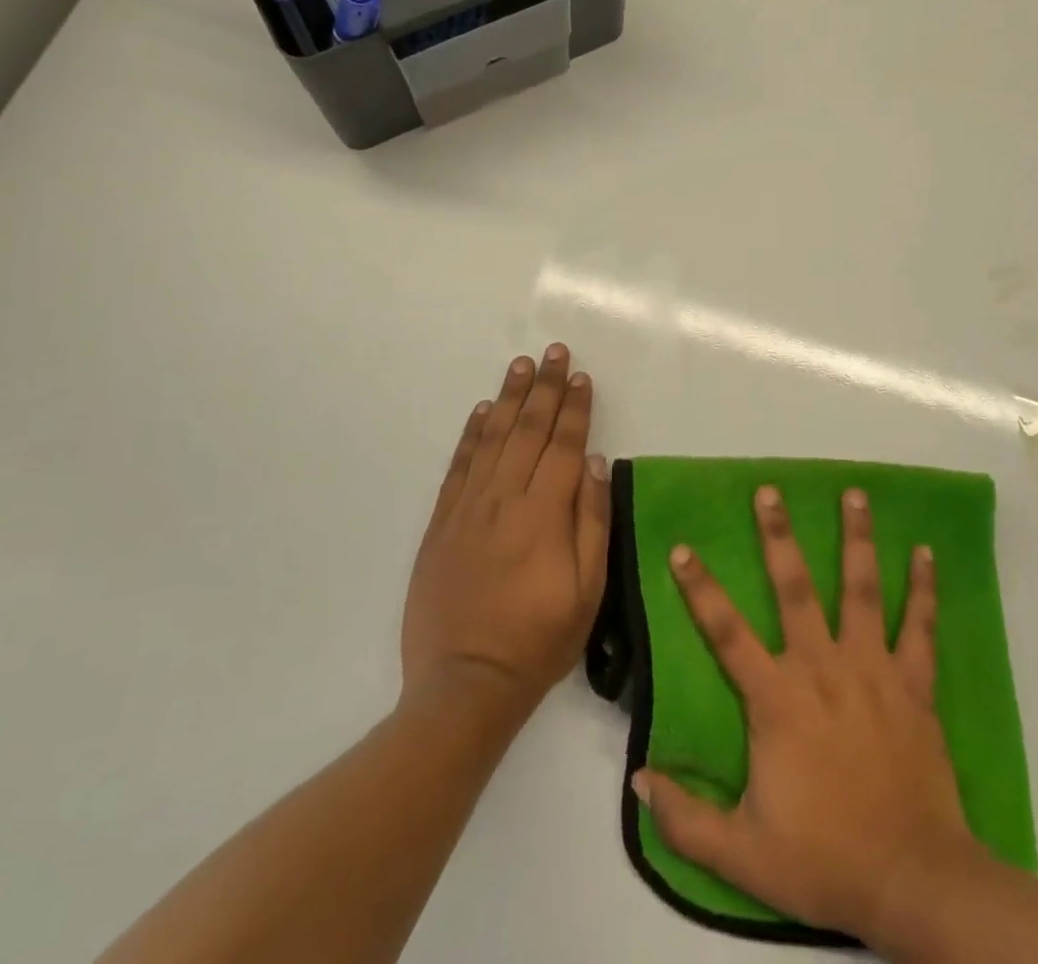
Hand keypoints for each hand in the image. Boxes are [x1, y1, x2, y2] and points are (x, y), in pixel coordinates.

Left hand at [400, 345, 611, 721]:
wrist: (465, 685)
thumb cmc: (538, 641)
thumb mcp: (588, 591)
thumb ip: (592, 521)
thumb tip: (596, 463)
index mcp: (544, 513)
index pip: (565, 445)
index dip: (575, 408)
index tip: (582, 377)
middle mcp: (505, 498)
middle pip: (529, 429)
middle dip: (545, 387)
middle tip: (554, 352)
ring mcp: (468, 507)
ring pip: (493, 437)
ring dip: (509, 397)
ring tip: (521, 364)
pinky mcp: (441, 522)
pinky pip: (459, 465)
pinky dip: (472, 433)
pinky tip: (483, 411)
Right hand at [633, 486, 984, 951]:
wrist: (912, 881)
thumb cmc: (824, 860)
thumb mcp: (741, 855)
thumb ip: (685, 818)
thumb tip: (638, 779)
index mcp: (777, 699)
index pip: (726, 632)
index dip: (700, 589)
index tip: (682, 548)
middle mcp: (822, 667)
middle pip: (796, 588)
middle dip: (779, 535)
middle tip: (770, 490)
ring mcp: (872, 669)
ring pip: (862, 589)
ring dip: (857, 538)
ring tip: (855, 492)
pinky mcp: (913, 684)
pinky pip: (919, 627)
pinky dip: (923, 588)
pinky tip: (925, 552)